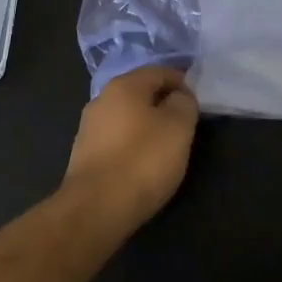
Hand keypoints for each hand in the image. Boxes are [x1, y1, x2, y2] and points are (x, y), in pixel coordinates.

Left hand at [64, 66, 199, 227]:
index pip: (160, 71)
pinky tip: (142, 164)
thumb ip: (184, 103)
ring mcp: (88, 128)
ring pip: (127, 117)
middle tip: (185, 126)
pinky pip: (116, 139)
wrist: (95, 209)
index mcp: (124, 85)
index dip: (183, 83)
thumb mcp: (179, 126)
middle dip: (164, 104)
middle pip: (141, 93)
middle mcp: (101, 99)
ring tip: (166, 147)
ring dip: (147, 126)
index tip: (197, 104)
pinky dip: (132, 145)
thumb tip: (178, 97)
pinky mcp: (83, 155)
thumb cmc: (143, 160)